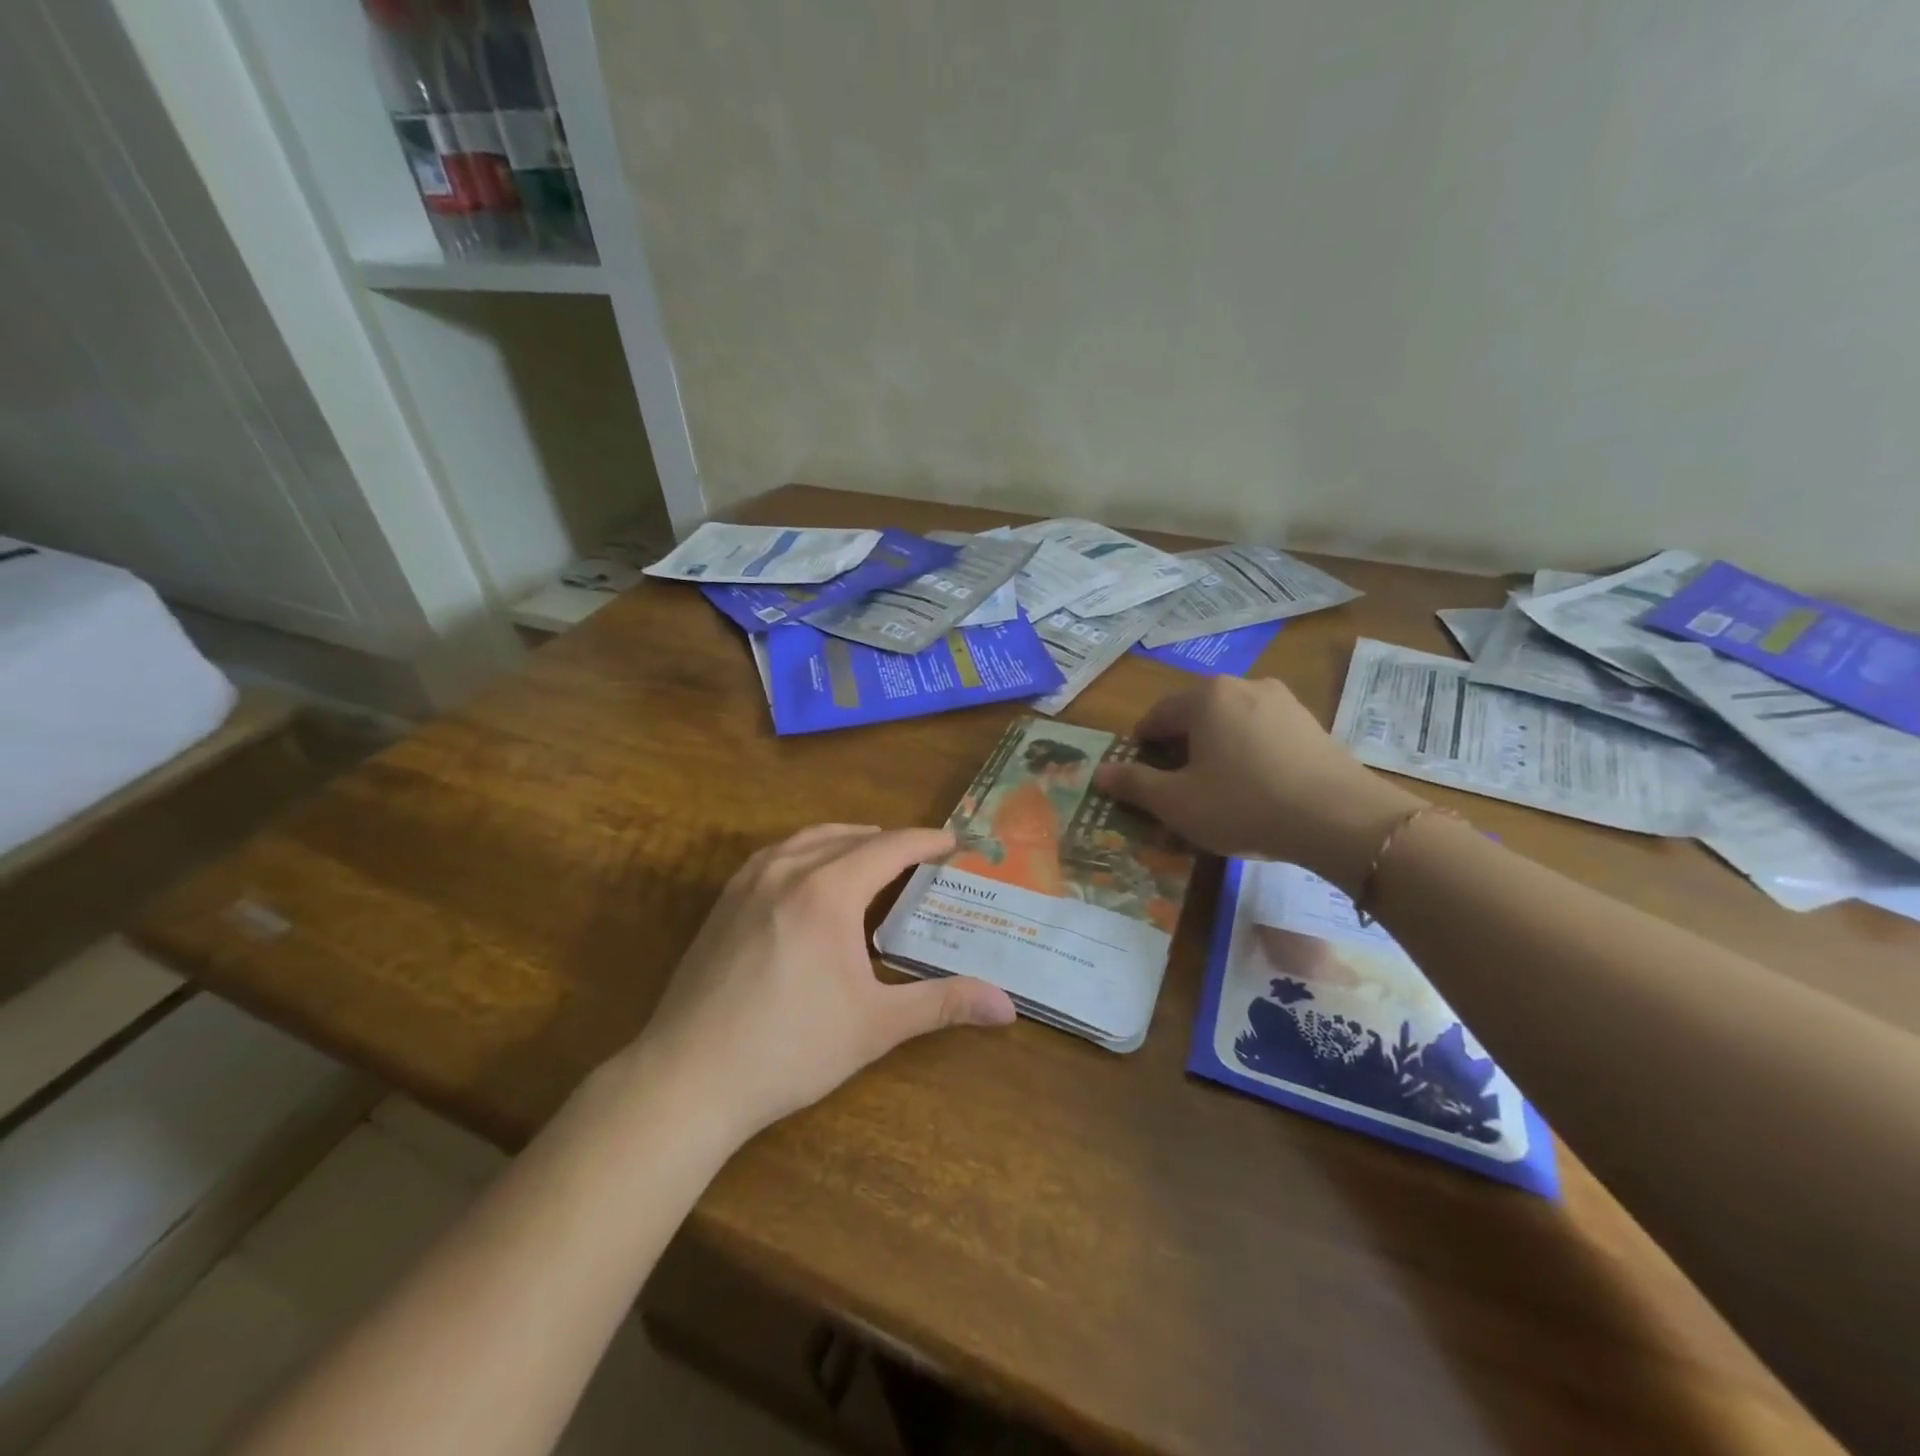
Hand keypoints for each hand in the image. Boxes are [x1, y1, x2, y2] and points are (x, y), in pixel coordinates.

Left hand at [630, 825, 1015, 1142]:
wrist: (687, 1078)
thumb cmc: (790, 1049)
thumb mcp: (875, 1026)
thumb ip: (942, 1004)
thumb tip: (1008, 1007)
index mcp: (828, 891)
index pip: (890, 847)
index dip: (926, 841)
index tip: (955, 842)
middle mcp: (788, 870)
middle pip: (851, 836)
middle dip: (891, 841)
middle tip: (922, 858)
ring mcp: (749, 881)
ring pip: (809, 838)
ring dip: (848, 840)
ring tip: (872, 857)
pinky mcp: (724, 900)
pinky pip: (777, 854)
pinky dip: (808, 850)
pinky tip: (812, 876)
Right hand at [1094, 677, 1425, 890]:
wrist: (1340, 819)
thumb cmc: (1243, 804)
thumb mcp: (1177, 802)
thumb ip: (1134, 784)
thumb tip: (1099, 772)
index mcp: (1205, 697)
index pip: (1157, 715)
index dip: (1142, 746)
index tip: (1141, 776)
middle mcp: (1243, 686)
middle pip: (1195, 716)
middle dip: (1180, 748)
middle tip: (1177, 787)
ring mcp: (1283, 702)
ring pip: (1231, 723)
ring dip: (1215, 751)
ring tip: (1217, 790)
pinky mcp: (1311, 724)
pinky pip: (1263, 734)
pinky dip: (1248, 754)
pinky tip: (1256, 788)